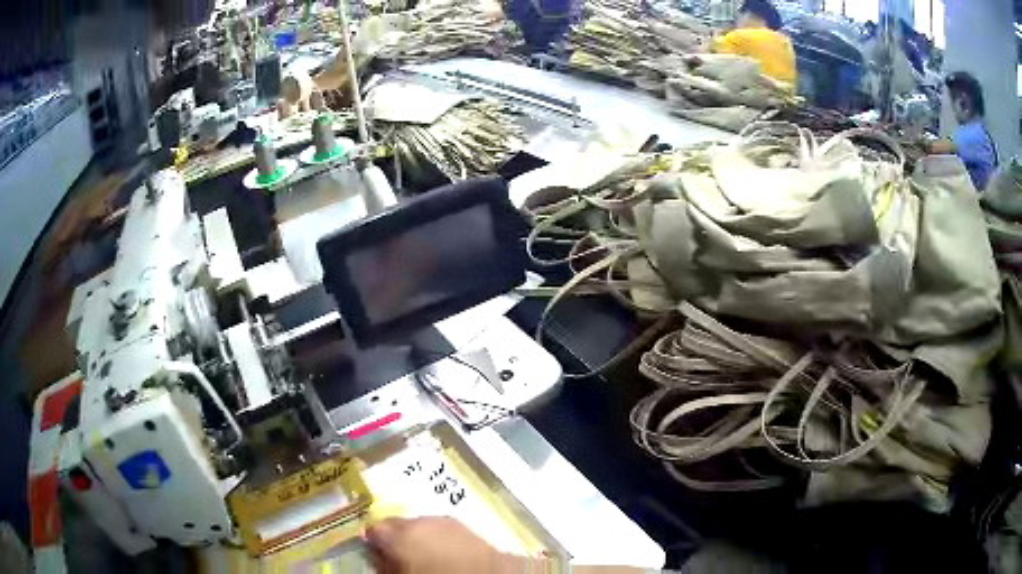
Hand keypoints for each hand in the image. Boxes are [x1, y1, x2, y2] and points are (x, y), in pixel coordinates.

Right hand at [365, 516, 516, 573]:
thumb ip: (384, 565)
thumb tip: (377, 558)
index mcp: (398, 533)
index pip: (373, 530)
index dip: (372, 542)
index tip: (373, 553)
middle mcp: (420, 521)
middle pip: (398, 524)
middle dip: (396, 537)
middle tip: (398, 556)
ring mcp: (446, 522)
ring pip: (423, 526)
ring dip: (420, 537)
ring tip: (423, 556)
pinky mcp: (468, 529)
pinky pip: (445, 531)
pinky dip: (441, 539)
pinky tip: (446, 554)